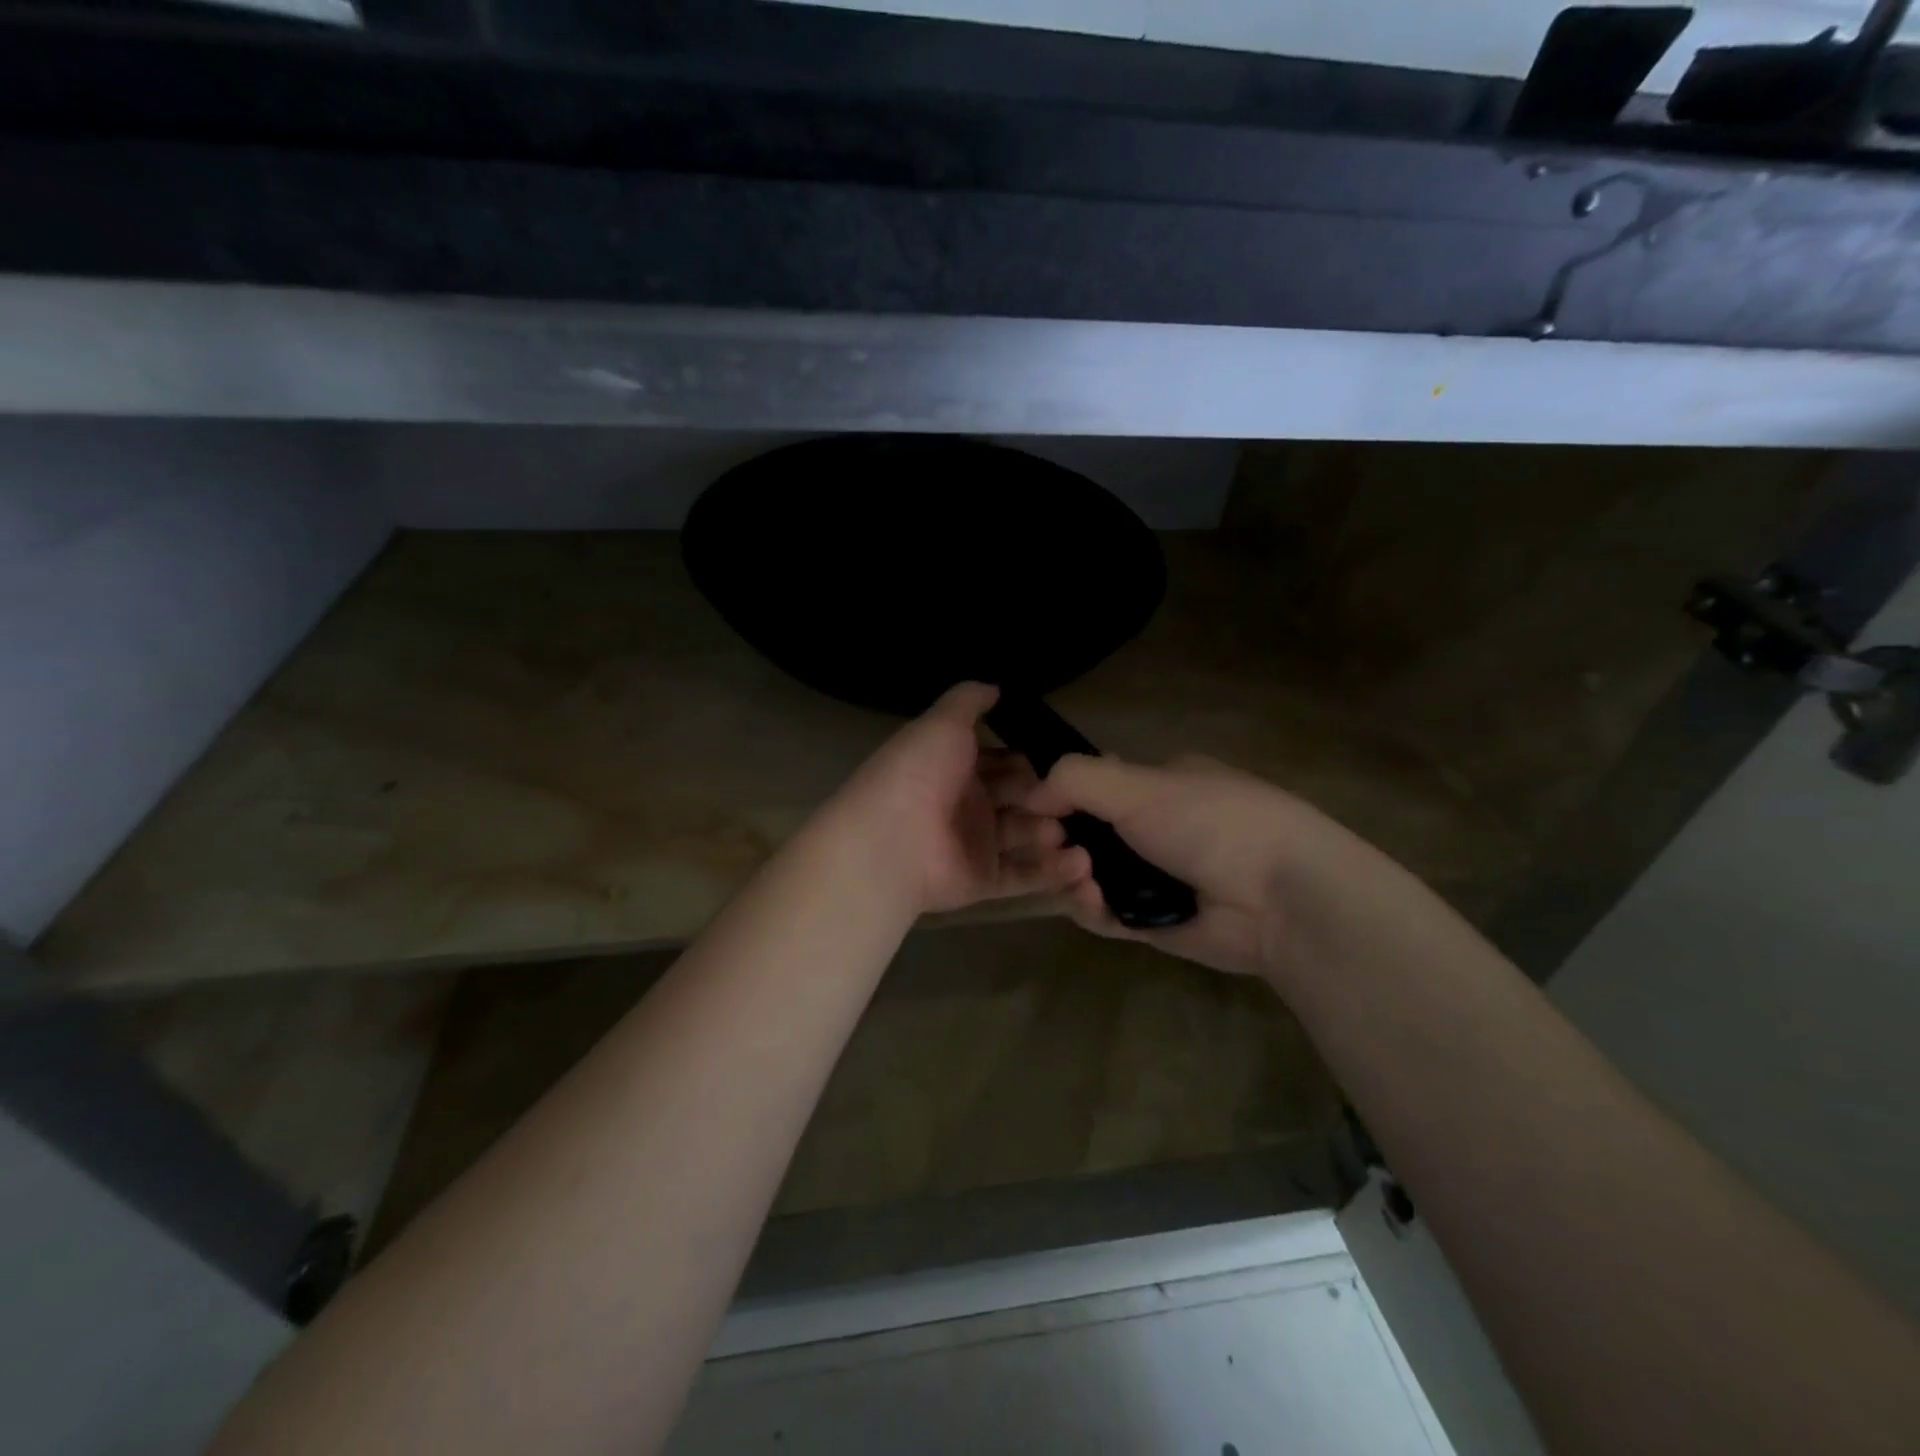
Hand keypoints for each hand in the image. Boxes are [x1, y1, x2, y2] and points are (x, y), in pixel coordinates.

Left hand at [830, 683, 1091, 915]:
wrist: (890, 839)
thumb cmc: (919, 773)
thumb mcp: (942, 723)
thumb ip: (968, 701)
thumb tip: (995, 687)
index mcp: (956, 768)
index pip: (1003, 763)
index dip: (1029, 762)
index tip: (1064, 763)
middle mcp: (966, 805)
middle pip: (1018, 800)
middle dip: (1047, 798)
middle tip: (1074, 800)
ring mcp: (975, 845)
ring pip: (1024, 838)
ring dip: (1052, 834)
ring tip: (1072, 832)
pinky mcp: (982, 881)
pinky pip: (1022, 876)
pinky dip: (1052, 872)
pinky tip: (1082, 865)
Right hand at [1025, 752, 1394, 979]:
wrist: (1280, 897)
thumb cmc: (1211, 822)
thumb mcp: (1140, 785)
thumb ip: (1076, 780)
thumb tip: (1030, 794)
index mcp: (1156, 786)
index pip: (1090, 788)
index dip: (1056, 800)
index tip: (1036, 812)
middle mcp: (1151, 829)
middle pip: (1081, 835)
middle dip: (1057, 841)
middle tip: (1052, 847)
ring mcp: (1151, 877)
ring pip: (1087, 876)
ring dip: (1069, 875)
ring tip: (1077, 875)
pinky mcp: (1151, 922)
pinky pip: (1104, 914)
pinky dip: (1089, 908)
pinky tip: (1090, 901)